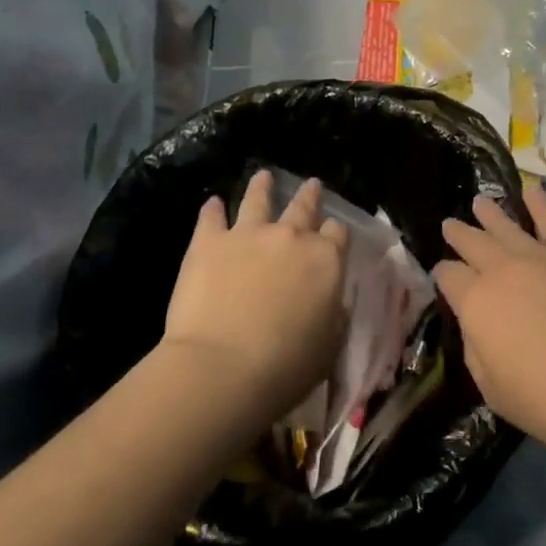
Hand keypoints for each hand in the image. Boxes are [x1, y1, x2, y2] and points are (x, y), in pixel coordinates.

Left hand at [160, 171, 349, 424]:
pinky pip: (211, 217)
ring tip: (263, 176)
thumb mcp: (329, 345)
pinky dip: (213, 209)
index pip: (338, 235)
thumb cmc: (286, 367)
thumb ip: (333, 315)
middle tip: (312, 184)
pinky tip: (212, 203)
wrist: (221, 368)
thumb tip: (333, 302)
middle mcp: (291, 237)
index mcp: (326, 261)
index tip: (333, 234)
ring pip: (258, 200)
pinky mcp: (208, 242)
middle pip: (304, 208)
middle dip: (309, 195)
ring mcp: (248, 234)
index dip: (335, 233)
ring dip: (262, 187)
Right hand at [436, 182, 545, 455]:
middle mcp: (502, 270)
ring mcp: (540, 257)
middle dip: (458, 234)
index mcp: (475, 303)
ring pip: (506, 226)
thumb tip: (476, 324)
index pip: (448, 276)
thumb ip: (476, 349)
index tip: (442, 276)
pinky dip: (540, 203)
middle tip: (450, 225)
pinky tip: (532, 189)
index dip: (442, 275)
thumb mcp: (492, 388)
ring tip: (478, 202)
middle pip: (472, 243)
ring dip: (489, 213)